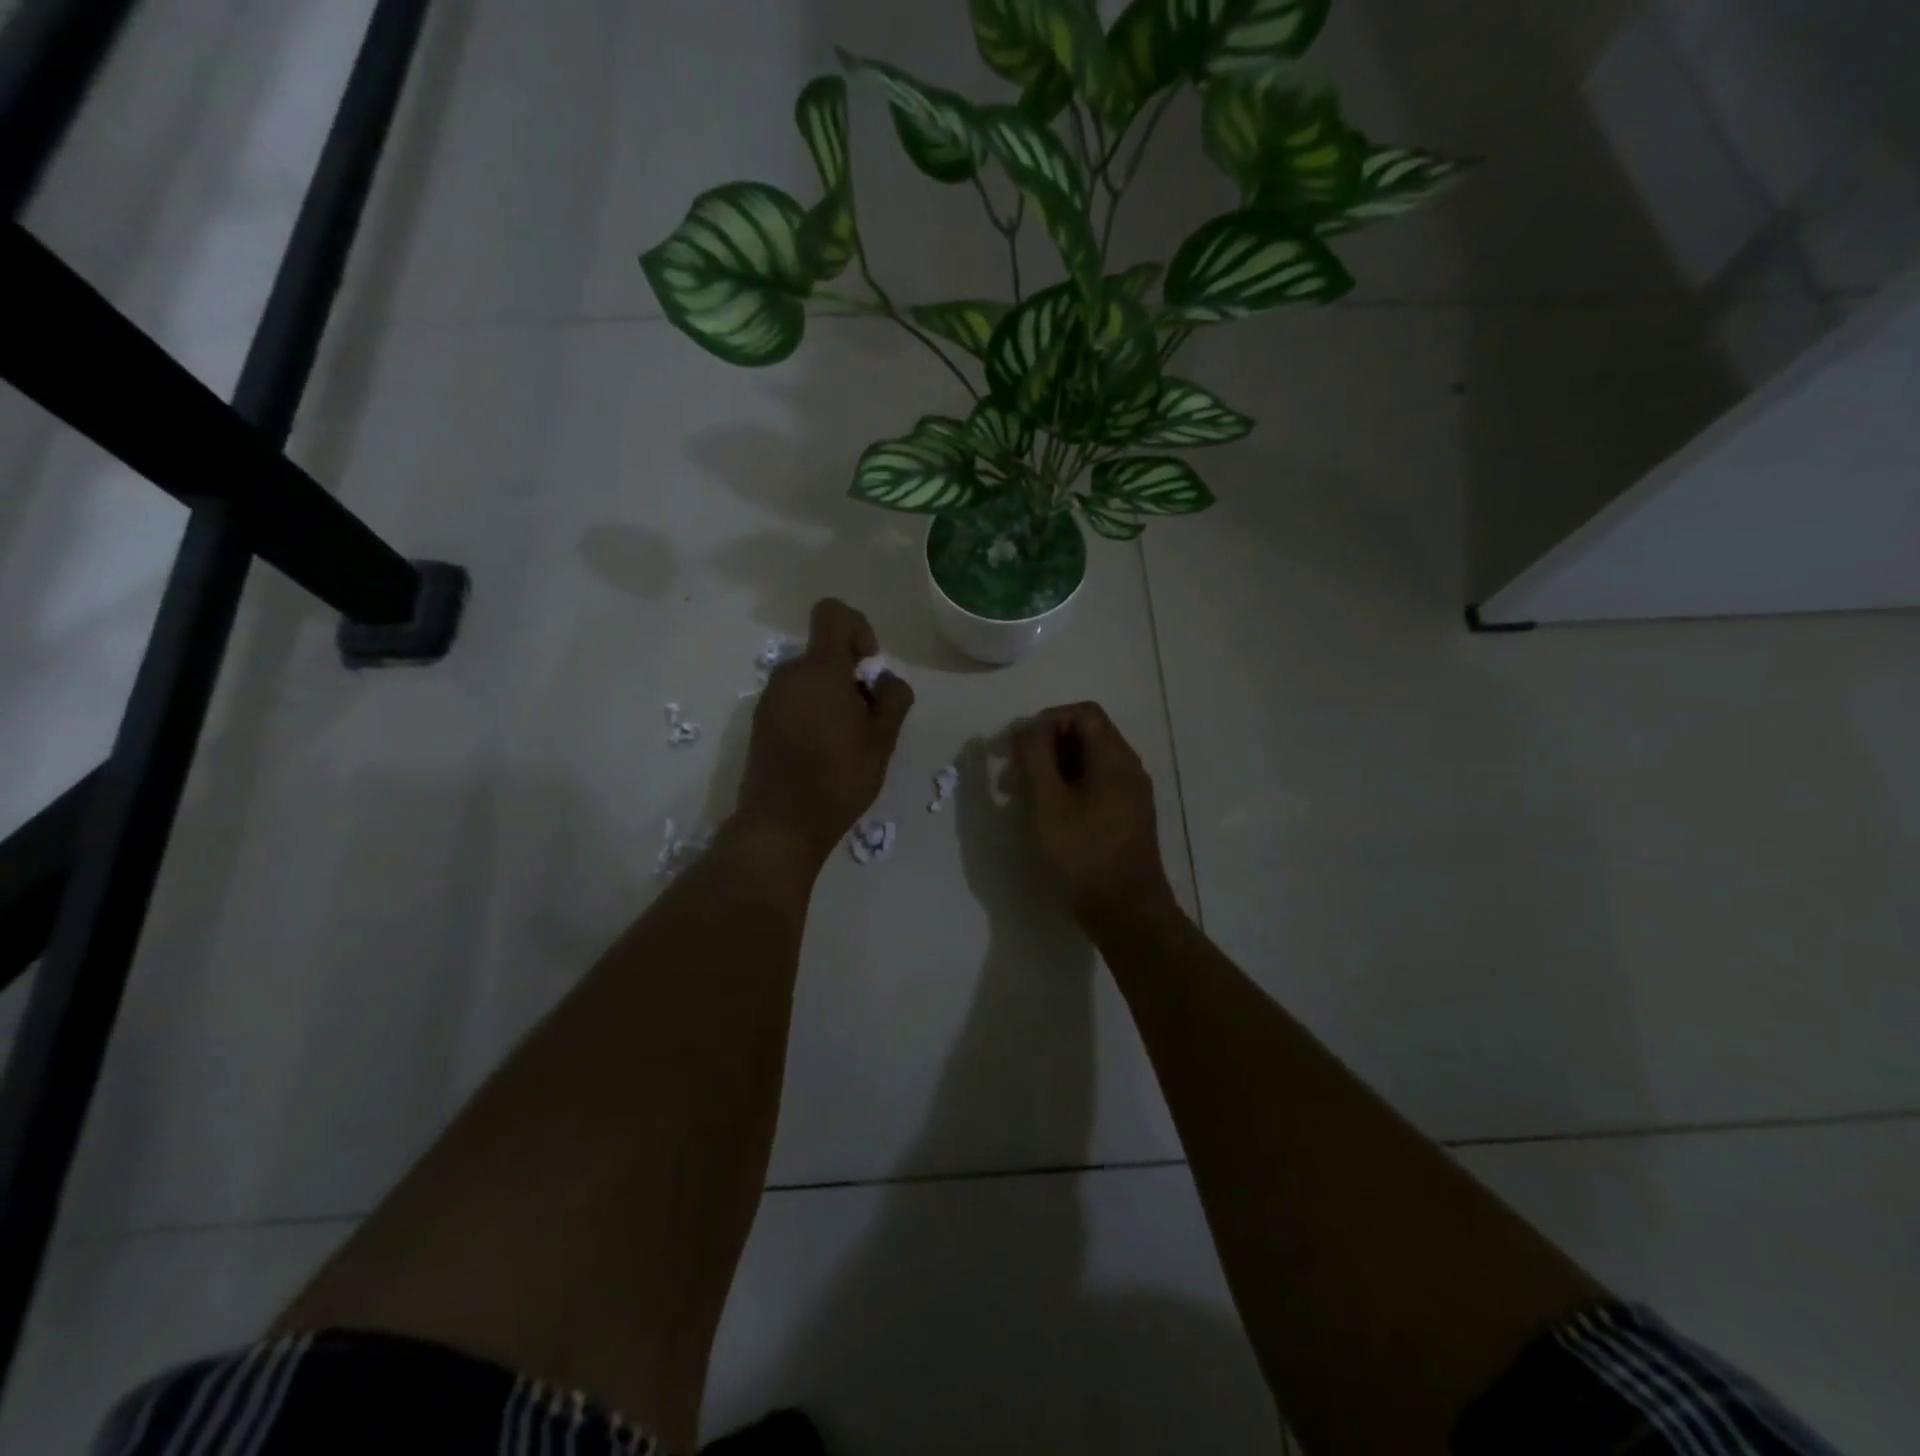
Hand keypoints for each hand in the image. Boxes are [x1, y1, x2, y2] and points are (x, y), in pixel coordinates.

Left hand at [734, 598, 913, 870]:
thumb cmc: (838, 779)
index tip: (869, 668)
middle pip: (826, 652)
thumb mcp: (882, 740)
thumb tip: (884, 680)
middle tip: (867, 720)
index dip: (859, 629)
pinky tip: (823, 752)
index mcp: (820, 670)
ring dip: (833, 697)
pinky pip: (795, 699)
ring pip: (811, 679)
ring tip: (847, 742)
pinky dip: (814, 712)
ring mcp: (770, 698)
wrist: (780, 824)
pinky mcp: (761, 721)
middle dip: (851, 675)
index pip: (833, 613)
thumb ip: (892, 698)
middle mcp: (789, 674)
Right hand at [1014, 702, 1174, 925]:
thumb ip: (1036, 758)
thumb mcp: (1049, 802)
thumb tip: (1027, 726)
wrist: (1126, 910)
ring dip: (1053, 768)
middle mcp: (1128, 768)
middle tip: (1013, 770)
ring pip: (1089, 762)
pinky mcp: (1126, 817)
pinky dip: (1068, 787)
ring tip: (1021, 793)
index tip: (1019, 746)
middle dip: (1046, 745)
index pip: (1083, 713)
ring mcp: (1130, 794)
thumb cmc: (1084, 853)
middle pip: (1087, 735)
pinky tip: (1047, 812)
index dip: (1047, 720)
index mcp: (1114, 758)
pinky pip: (1095, 785)